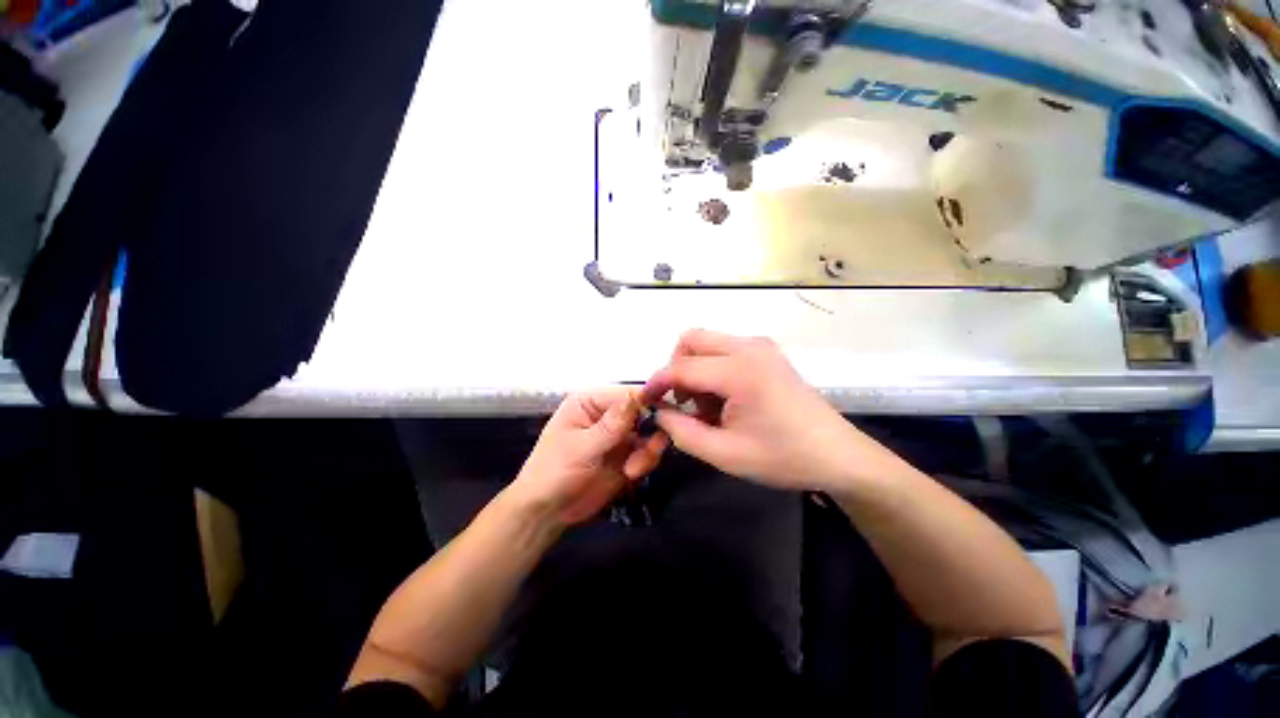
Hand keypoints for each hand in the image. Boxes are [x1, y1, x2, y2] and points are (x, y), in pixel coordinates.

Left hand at [508, 389, 668, 526]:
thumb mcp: (581, 448)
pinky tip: (631, 473)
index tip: (666, 414)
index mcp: (590, 401)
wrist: (547, 513)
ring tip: (634, 468)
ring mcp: (619, 434)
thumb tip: (636, 397)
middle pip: (644, 410)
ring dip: (649, 449)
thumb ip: (611, 425)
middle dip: (651, 429)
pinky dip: (646, 461)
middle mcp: (608, 413)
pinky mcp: (627, 454)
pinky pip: (648, 451)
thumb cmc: (553, 472)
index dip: (648, 400)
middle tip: (651, 448)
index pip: (626, 393)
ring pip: (650, 431)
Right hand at [643, 329, 895, 492]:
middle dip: (676, 368)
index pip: (681, 366)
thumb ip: (682, 432)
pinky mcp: (767, 352)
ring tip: (708, 407)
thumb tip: (659, 412)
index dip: (657, 383)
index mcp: (740, 370)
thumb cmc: (783, 457)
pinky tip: (725, 399)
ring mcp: (761, 346)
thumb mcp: (725, 454)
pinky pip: (725, 348)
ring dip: (696, 369)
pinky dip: (713, 368)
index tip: (645, 401)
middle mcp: (749, 347)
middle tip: (681, 402)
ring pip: (707, 342)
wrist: (838, 455)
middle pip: (691, 340)